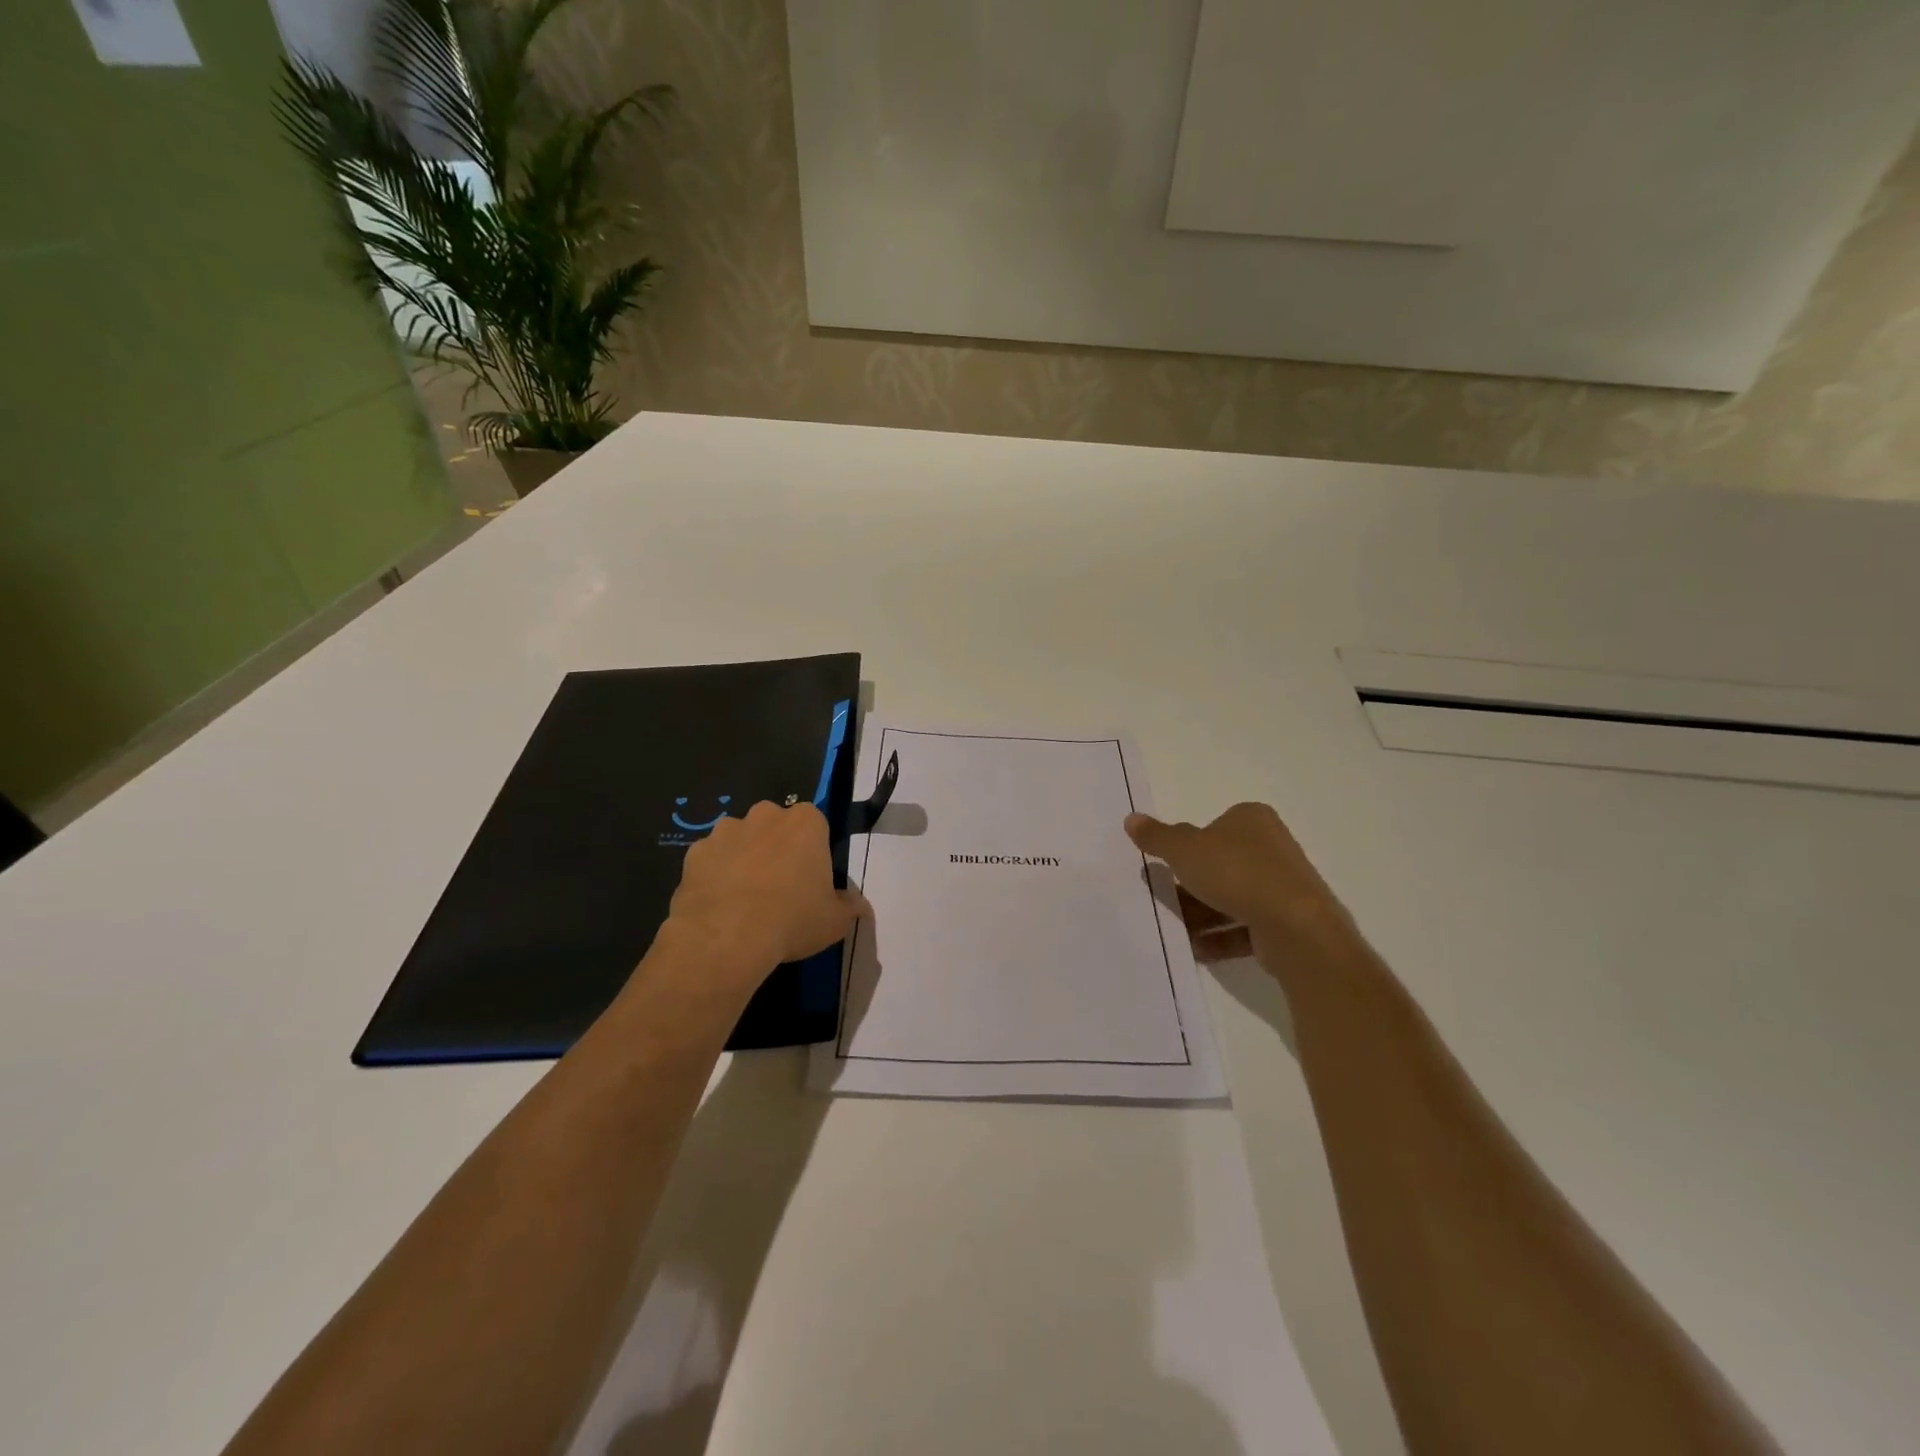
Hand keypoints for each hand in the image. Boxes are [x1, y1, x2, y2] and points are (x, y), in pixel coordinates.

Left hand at [665, 801, 866, 999]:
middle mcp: (766, 815)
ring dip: (745, 857)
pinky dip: (715, 874)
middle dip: (777, 847)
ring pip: (741, 839)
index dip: (813, 851)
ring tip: (746, 898)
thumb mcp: (835, 921)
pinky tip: (719, 904)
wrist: (726, 937)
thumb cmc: (792, 919)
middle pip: (776, 826)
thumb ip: (849, 907)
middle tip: (780, 887)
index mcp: (806, 822)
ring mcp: (726, 831)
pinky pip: (711, 859)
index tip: (811, 878)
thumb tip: (858, 905)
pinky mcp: (695, 852)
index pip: (815, 825)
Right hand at [1125, 802, 1350, 962]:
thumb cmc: (1236, 873)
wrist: (1295, 927)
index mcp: (1252, 820)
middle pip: (1220, 864)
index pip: (1214, 826)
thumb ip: (1157, 837)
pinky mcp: (1287, 922)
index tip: (1168, 864)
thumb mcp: (1184, 849)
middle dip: (1190, 885)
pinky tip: (1196, 949)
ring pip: (1231, 897)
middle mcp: (1271, 848)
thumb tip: (1131, 818)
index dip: (1188, 845)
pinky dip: (1220, 937)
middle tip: (1163, 897)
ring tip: (1175, 929)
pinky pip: (1245, 926)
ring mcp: (1282, 886)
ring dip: (1201, 915)